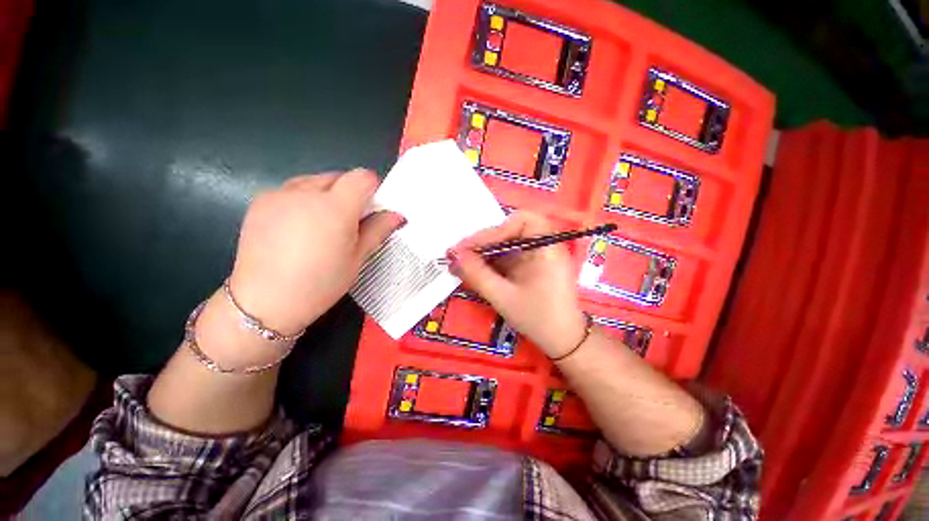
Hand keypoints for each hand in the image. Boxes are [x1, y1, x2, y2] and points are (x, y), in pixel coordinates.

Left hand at [228, 169, 404, 333]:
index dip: (373, 190)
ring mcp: (278, 194)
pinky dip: (303, 201)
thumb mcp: (357, 259)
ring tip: (322, 226)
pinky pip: (292, 190)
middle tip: (349, 223)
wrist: (264, 302)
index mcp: (335, 208)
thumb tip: (397, 215)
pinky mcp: (260, 202)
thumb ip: (378, 230)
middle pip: (339, 177)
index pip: (363, 177)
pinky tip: (298, 229)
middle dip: (350, 193)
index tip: (372, 209)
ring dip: (326, 195)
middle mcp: (305, 192)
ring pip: (314, 182)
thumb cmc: (320, 284)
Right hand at [449, 212, 586, 357]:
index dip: (494, 230)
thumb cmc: (538, 318)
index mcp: (547, 248)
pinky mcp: (531, 265)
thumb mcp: (504, 297)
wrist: (562, 341)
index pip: (521, 221)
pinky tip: (477, 271)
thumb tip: (454, 256)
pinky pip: (509, 256)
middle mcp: (544, 245)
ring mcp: (537, 255)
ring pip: (507, 243)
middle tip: (463, 253)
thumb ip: (478, 275)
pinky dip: (492, 262)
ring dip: (486, 252)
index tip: (469, 247)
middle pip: (512, 229)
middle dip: (486, 240)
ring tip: (464, 263)